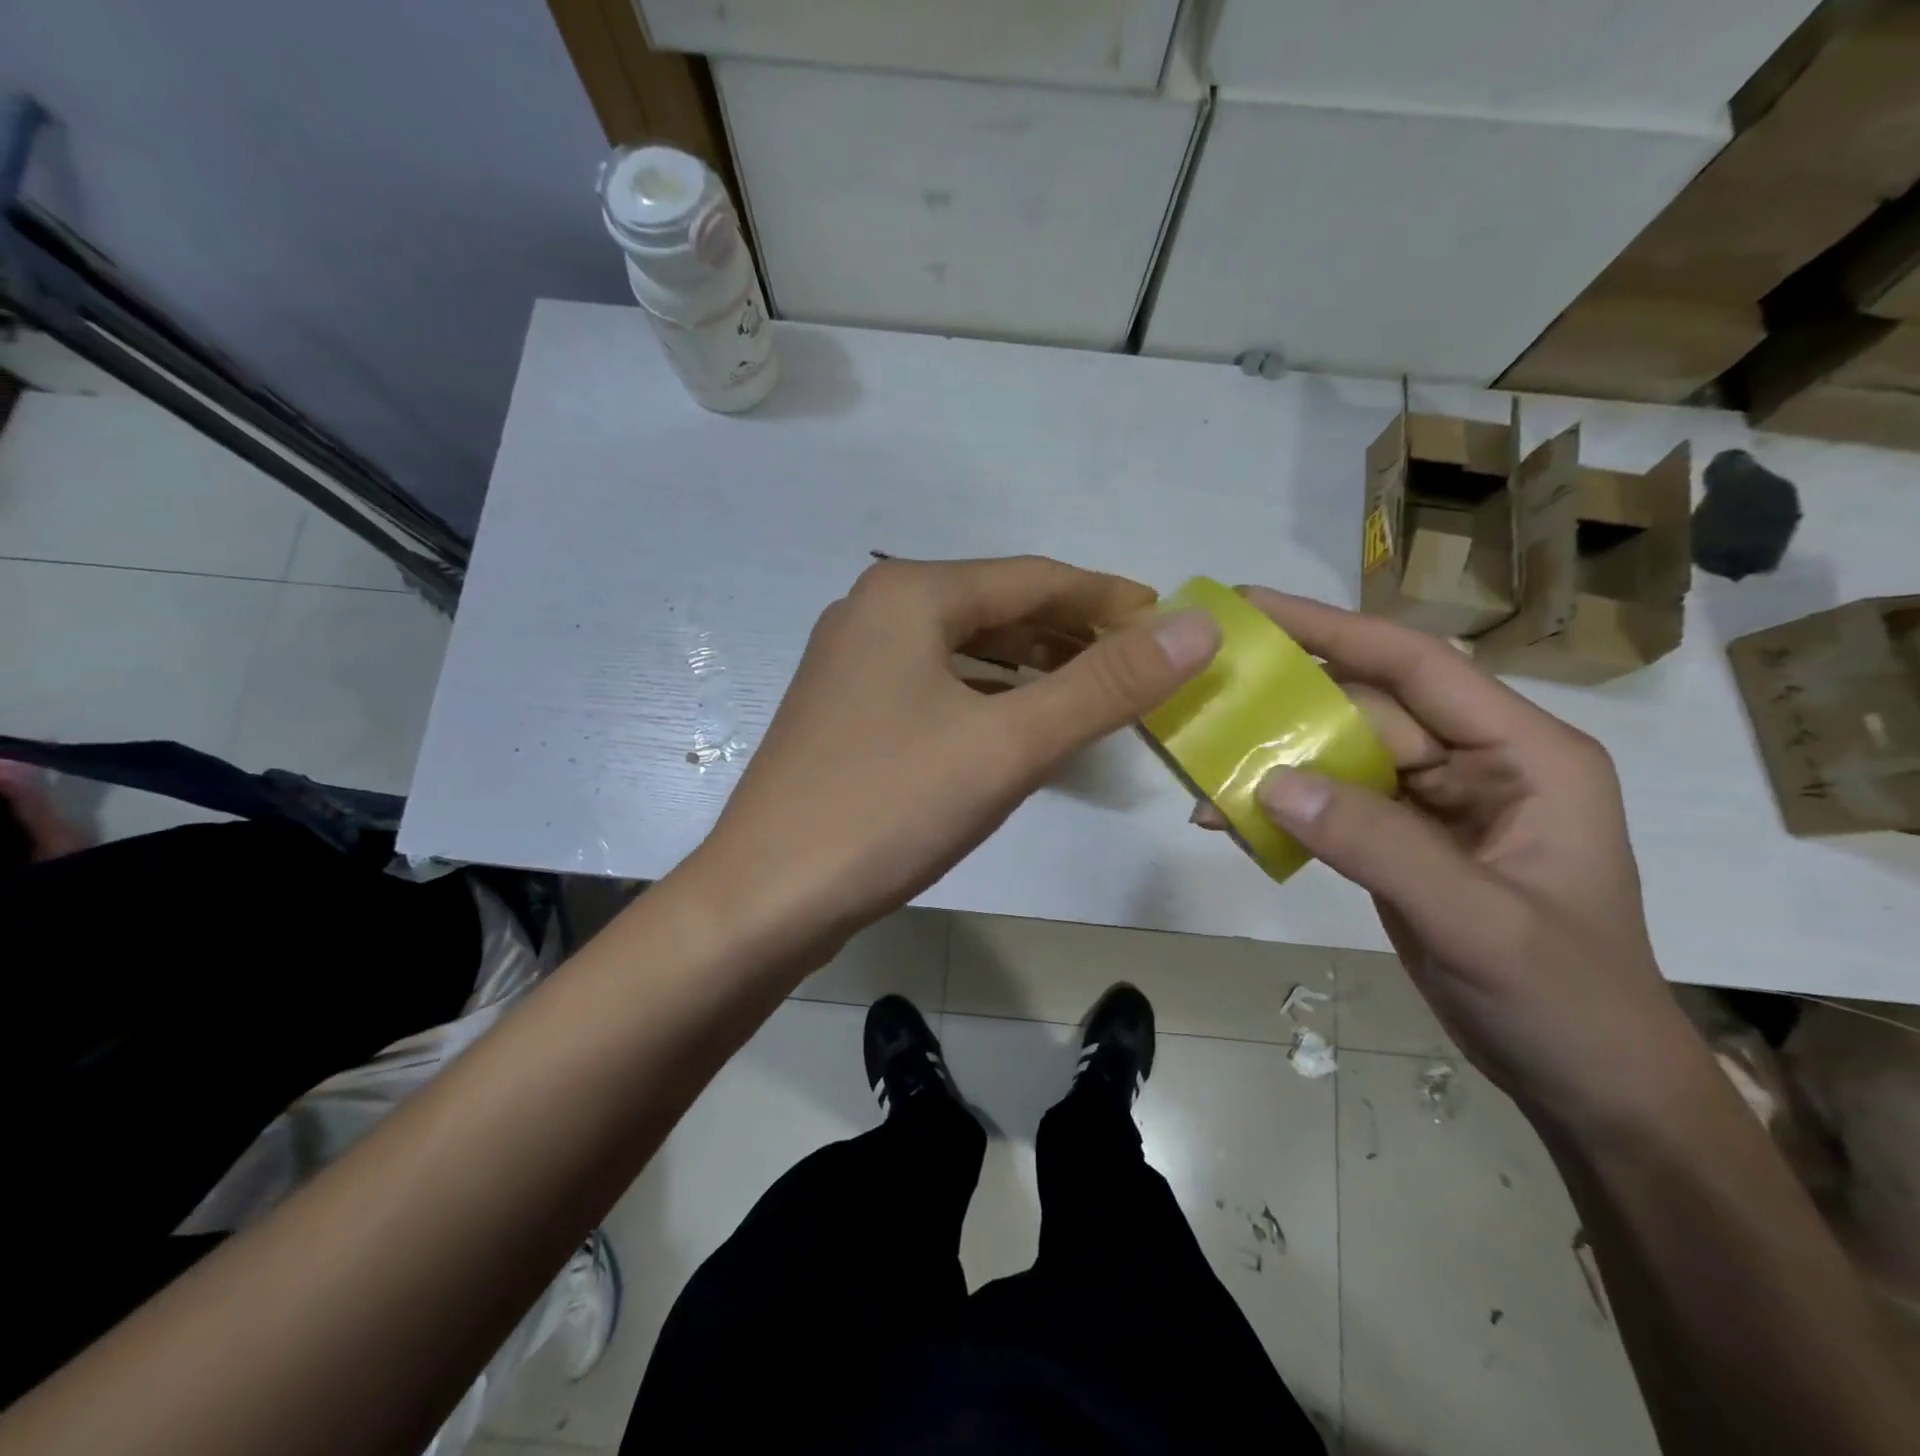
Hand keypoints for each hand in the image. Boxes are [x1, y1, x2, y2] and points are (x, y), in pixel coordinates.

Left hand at [690, 555, 1218, 959]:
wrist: (766, 898)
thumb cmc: (889, 808)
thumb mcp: (1009, 745)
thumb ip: (1105, 686)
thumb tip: (1197, 628)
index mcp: (909, 594)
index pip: (1034, 578)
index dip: (1108, 599)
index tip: (1168, 623)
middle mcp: (874, 612)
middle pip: (997, 608)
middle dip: (1071, 634)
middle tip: (1139, 664)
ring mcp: (853, 663)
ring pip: (964, 650)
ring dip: (1030, 667)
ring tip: (1092, 692)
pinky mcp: (846, 712)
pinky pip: (937, 686)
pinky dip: (987, 698)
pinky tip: (1017, 726)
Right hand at [1232, 589, 1710, 1134]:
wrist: (1584, 1081)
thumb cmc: (1564, 999)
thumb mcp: (1478, 921)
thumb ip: (1376, 845)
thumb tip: (1270, 782)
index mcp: (1524, 753)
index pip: (1417, 666)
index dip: (1334, 629)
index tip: (1252, 607)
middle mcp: (1478, 762)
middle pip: (1366, 710)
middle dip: (1287, 708)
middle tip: (1204, 700)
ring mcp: (1435, 802)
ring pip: (1340, 756)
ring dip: (1275, 763)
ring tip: (1203, 772)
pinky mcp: (1401, 840)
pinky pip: (1331, 804)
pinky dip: (1283, 809)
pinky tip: (1233, 819)